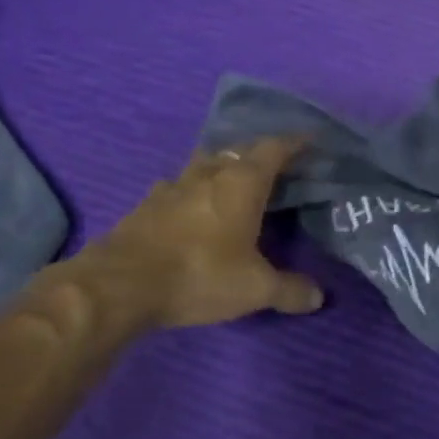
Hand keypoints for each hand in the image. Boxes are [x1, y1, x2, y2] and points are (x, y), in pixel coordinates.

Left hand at [95, 136, 323, 330]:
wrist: (120, 284)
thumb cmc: (200, 274)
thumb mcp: (255, 289)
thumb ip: (289, 290)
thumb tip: (317, 297)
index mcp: (242, 182)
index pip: (275, 149)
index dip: (295, 143)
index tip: (311, 141)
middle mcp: (209, 173)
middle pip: (239, 151)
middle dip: (260, 155)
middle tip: (276, 169)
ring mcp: (173, 186)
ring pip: (205, 164)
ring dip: (222, 168)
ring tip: (234, 183)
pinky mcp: (146, 204)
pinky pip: (178, 187)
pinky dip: (193, 191)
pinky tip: (192, 208)